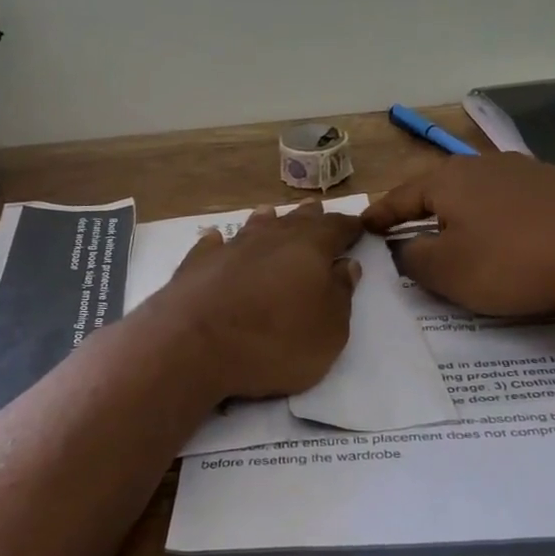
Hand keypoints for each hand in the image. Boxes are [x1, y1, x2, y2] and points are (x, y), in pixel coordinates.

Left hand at [151, 202, 363, 399]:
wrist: (194, 346)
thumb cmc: (275, 341)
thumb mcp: (329, 331)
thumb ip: (341, 295)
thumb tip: (346, 265)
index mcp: (309, 248)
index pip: (336, 228)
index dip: (349, 227)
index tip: (359, 225)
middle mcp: (270, 238)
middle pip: (295, 220)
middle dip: (310, 216)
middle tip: (317, 209)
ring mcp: (229, 248)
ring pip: (254, 225)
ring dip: (266, 221)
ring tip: (271, 214)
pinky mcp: (195, 264)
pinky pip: (212, 245)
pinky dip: (220, 242)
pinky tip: (216, 240)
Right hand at [363, 153, 554, 315]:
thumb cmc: (507, 260)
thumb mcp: (446, 270)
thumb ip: (412, 257)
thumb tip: (403, 247)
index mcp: (447, 180)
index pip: (400, 197)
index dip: (380, 216)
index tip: (363, 226)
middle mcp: (481, 164)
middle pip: (439, 190)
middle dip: (420, 212)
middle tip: (405, 232)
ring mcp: (523, 169)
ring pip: (476, 194)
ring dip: (460, 215)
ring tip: (454, 236)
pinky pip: (509, 201)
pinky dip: (495, 218)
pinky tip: (502, 235)